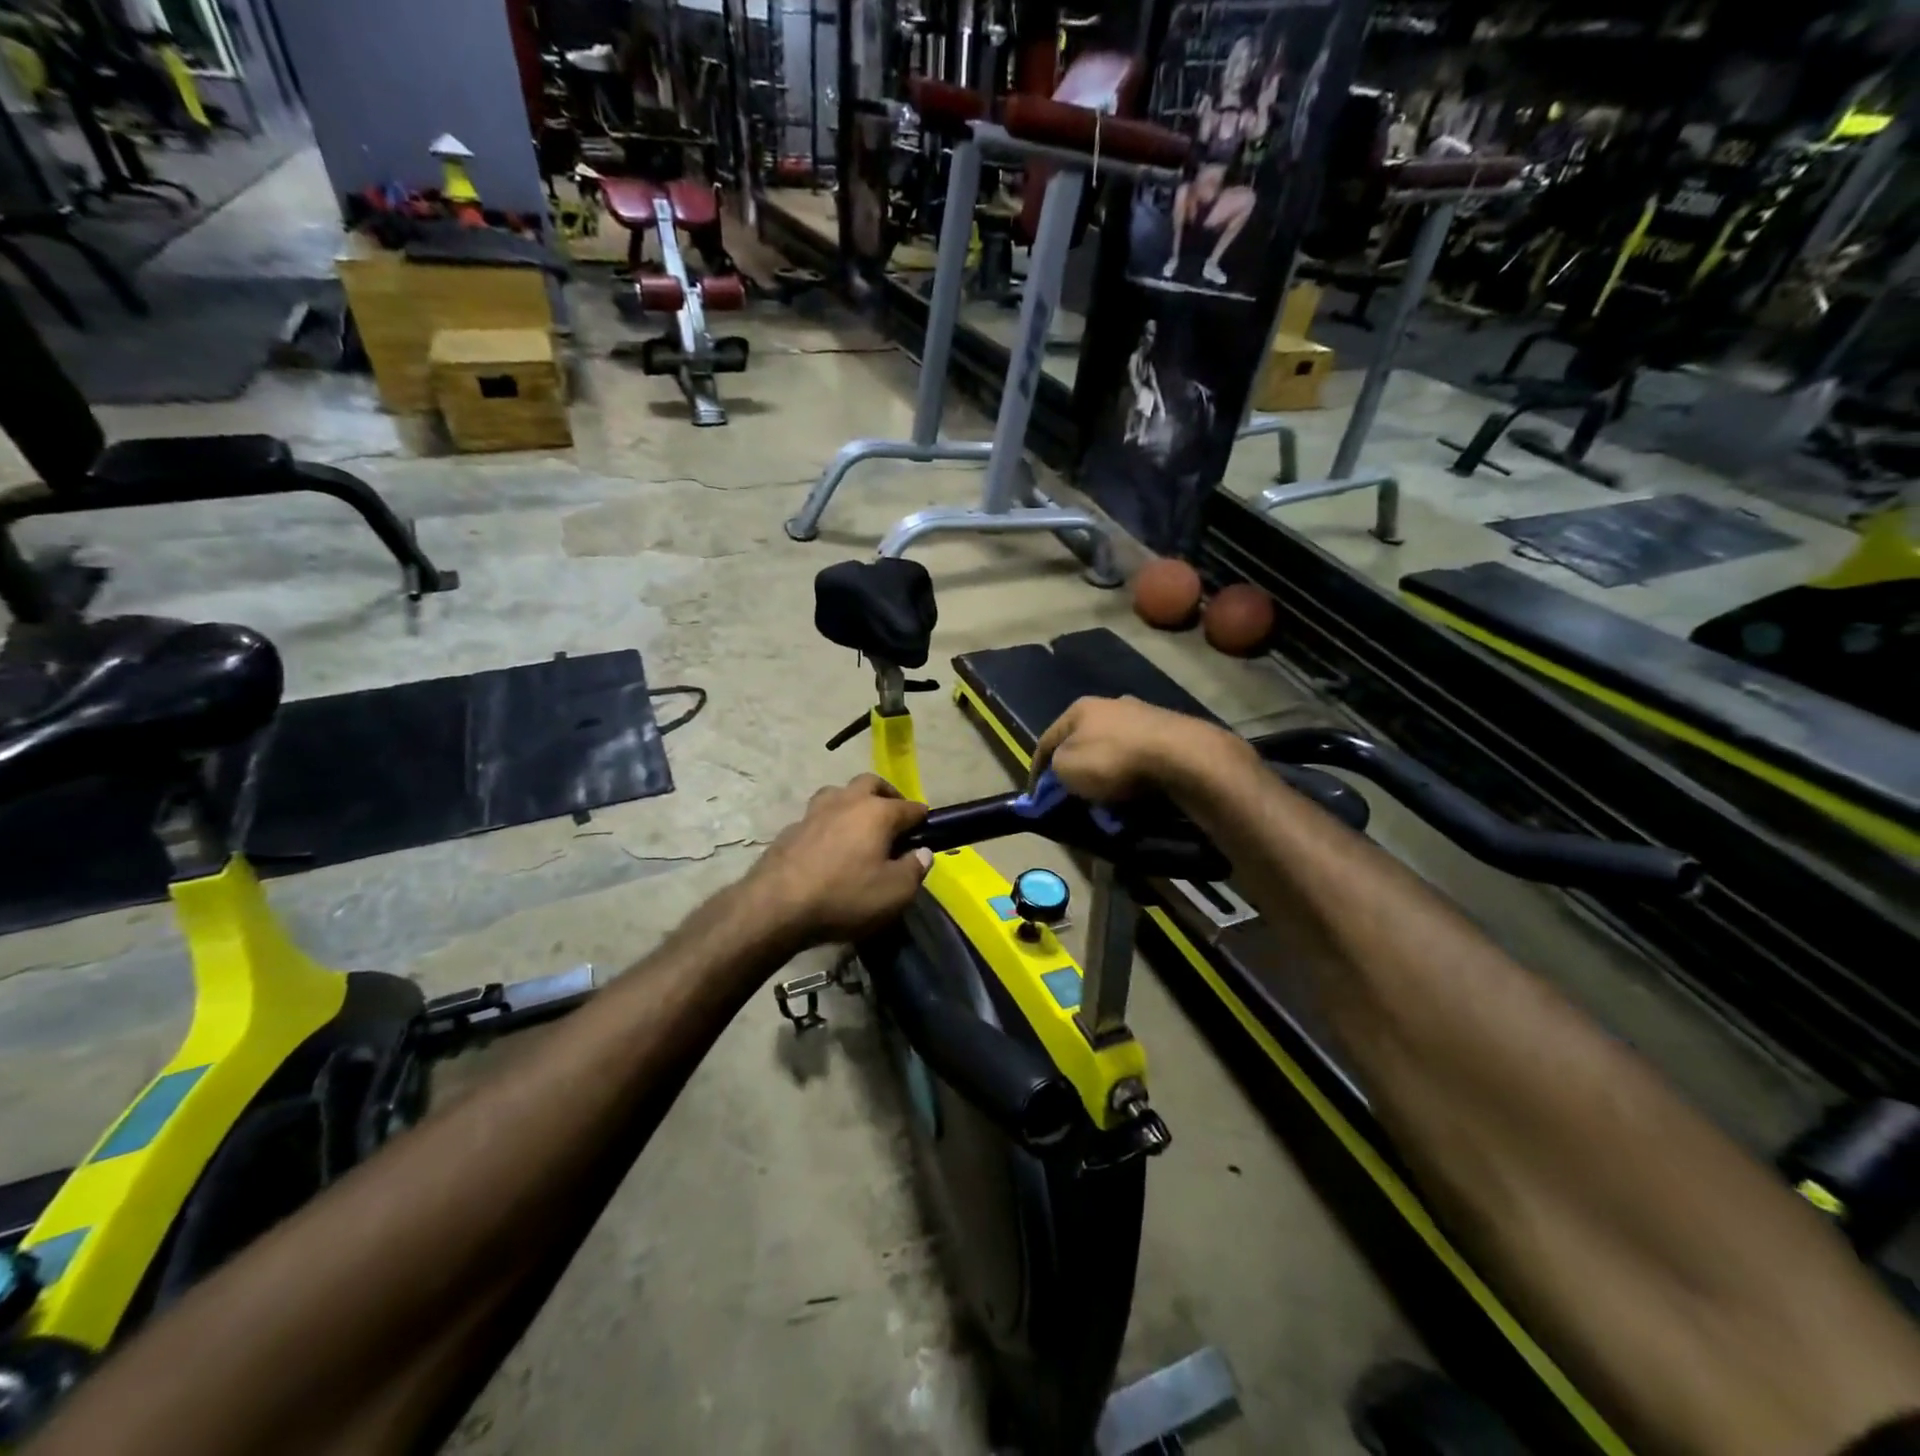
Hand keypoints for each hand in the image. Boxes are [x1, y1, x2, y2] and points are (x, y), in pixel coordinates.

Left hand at [750, 775, 931, 944]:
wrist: (776, 905)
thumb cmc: (845, 896)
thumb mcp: (894, 893)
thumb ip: (914, 869)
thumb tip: (923, 852)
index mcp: (877, 812)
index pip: (909, 807)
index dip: (922, 818)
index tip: (927, 828)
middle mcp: (847, 801)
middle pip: (871, 782)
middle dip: (887, 794)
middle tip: (894, 815)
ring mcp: (815, 812)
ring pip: (839, 793)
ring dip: (853, 802)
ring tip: (859, 825)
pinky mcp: (791, 828)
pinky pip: (818, 817)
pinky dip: (829, 824)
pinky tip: (829, 846)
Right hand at [1029, 696, 1250, 802]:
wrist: (1180, 756)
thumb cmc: (1113, 760)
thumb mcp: (1067, 769)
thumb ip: (1054, 769)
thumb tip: (1059, 771)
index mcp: (1079, 708)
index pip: (1047, 740)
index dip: (1037, 770)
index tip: (1036, 796)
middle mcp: (1110, 703)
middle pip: (1083, 740)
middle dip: (1076, 766)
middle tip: (1073, 793)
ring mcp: (1143, 714)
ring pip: (1113, 746)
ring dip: (1107, 769)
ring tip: (1107, 795)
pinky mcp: (1170, 730)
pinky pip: (1140, 755)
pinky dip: (1133, 772)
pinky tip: (1135, 788)